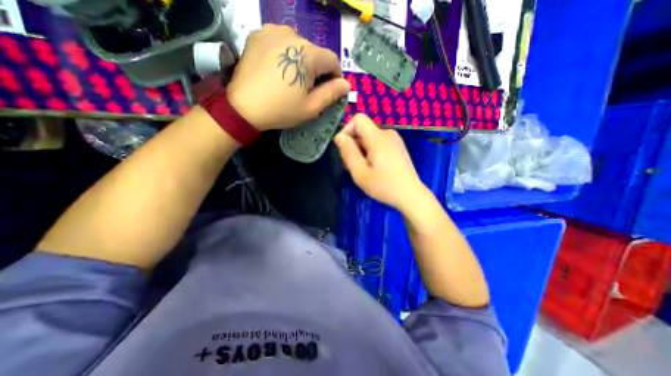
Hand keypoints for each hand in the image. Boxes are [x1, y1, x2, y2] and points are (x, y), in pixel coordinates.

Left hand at [229, 24, 351, 130]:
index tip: (331, 89)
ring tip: (292, 79)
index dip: (335, 76)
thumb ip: (331, 94)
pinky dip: (285, 54)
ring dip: (301, 61)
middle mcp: (292, 34)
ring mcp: (273, 31)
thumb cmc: (281, 109)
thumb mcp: (311, 107)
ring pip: (298, 46)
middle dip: (317, 70)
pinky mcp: (258, 34)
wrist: (243, 107)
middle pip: (315, 53)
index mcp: (308, 54)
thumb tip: (346, 84)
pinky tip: (279, 69)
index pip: (332, 60)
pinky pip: (281, 42)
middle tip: (309, 88)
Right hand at [334, 113, 426, 211]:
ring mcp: (394, 140)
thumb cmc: (384, 185)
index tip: (344, 149)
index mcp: (378, 137)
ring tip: (362, 169)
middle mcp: (387, 133)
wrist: (410, 195)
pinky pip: (378, 143)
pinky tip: (372, 167)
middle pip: (363, 130)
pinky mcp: (397, 147)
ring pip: (369, 138)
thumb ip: (348, 152)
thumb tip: (339, 136)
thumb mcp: (360, 172)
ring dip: (361, 150)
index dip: (347, 130)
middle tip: (352, 165)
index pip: (358, 119)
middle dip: (353, 144)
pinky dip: (370, 152)